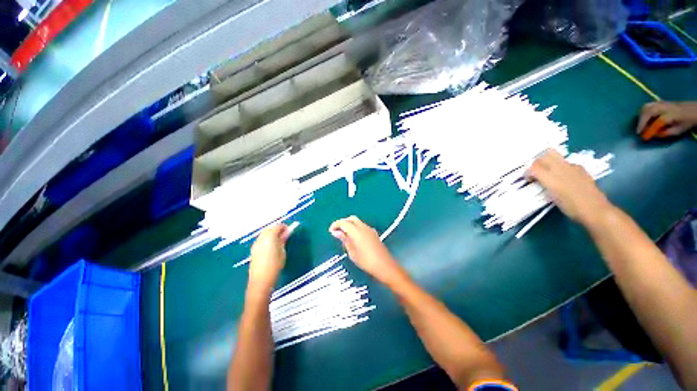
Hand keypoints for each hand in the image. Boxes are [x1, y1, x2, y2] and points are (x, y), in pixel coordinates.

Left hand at [248, 224, 290, 291]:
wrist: (261, 280)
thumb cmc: (275, 266)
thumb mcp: (283, 251)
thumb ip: (284, 239)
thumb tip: (287, 232)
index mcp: (270, 236)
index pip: (278, 226)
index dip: (284, 227)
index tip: (289, 230)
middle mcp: (261, 238)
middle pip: (270, 228)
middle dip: (277, 229)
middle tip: (285, 234)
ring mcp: (256, 243)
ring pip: (264, 233)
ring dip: (272, 233)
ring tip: (279, 240)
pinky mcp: (253, 249)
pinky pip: (261, 239)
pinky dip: (267, 238)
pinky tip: (271, 245)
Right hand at [329, 216, 406, 284]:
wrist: (385, 266)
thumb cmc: (366, 261)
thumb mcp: (352, 252)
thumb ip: (344, 240)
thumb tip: (336, 232)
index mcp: (356, 231)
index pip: (344, 222)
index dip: (336, 224)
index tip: (331, 230)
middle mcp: (363, 227)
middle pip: (351, 218)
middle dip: (343, 222)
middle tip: (337, 231)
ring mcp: (370, 229)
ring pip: (357, 221)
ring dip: (350, 225)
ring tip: (345, 235)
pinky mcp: (374, 233)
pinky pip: (362, 226)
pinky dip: (356, 228)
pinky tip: (354, 238)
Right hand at [527, 150, 613, 226]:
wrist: (595, 211)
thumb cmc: (571, 207)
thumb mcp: (551, 197)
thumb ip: (541, 183)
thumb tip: (535, 178)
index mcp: (551, 176)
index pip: (533, 166)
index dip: (527, 172)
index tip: (527, 180)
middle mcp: (562, 167)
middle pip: (545, 156)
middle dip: (537, 162)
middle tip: (535, 173)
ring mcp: (573, 167)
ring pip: (556, 157)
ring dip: (548, 162)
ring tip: (547, 174)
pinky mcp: (581, 170)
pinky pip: (567, 163)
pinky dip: (560, 167)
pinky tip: (562, 177)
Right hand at [637, 101, 696, 137]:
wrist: (693, 109)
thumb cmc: (686, 122)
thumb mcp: (679, 130)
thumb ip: (666, 132)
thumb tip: (654, 134)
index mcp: (672, 114)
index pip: (658, 122)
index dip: (650, 130)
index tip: (643, 138)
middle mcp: (665, 106)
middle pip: (649, 111)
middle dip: (642, 122)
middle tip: (638, 131)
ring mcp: (662, 103)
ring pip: (646, 107)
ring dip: (641, 116)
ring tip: (641, 125)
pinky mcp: (660, 102)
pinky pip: (648, 105)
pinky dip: (643, 112)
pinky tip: (644, 118)